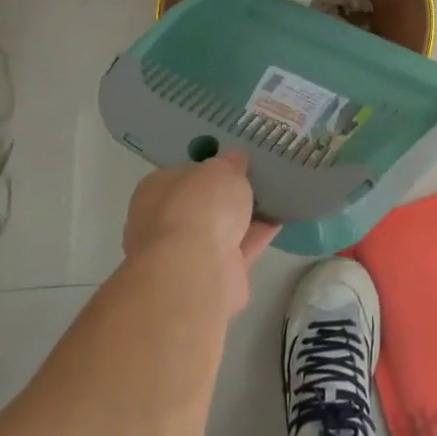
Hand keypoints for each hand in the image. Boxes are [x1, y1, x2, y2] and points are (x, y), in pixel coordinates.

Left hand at [123, 151, 277, 313]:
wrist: (195, 272)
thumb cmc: (199, 206)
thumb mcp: (222, 169)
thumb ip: (230, 163)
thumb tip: (235, 158)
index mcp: (156, 190)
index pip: (183, 174)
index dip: (209, 167)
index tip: (236, 162)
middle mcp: (164, 222)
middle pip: (202, 203)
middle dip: (227, 196)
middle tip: (258, 179)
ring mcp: (185, 254)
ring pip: (220, 229)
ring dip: (244, 217)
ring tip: (276, 197)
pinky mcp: (210, 277)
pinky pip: (238, 249)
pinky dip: (256, 236)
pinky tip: (280, 220)